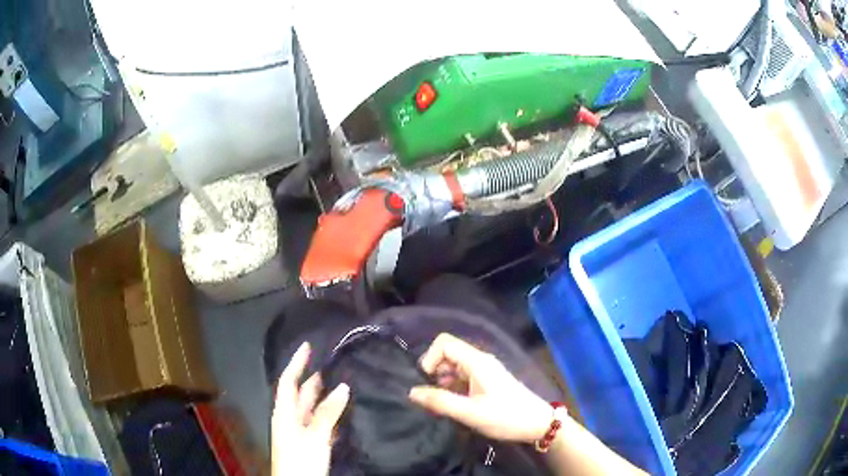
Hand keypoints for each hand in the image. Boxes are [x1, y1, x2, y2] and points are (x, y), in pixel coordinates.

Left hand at [272, 342, 349, 475]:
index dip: (297, 362)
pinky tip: (341, 414)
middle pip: (300, 394)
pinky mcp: (308, 444)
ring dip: (324, 398)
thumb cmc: (300, 458)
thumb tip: (343, 386)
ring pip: (311, 409)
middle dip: (313, 379)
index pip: (289, 381)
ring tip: (341, 384)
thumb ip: (328, 412)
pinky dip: (328, 416)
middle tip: (332, 365)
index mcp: (285, 412)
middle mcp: (290, 418)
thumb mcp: (315, 435)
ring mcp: (299, 432)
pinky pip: (319, 424)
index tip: (308, 345)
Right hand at [408, 333, 554, 443]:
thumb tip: (411, 392)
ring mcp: (485, 371)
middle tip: (433, 395)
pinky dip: (453, 386)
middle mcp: (480, 361)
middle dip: (434, 370)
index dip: (430, 358)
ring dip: (443, 380)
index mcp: (477, 361)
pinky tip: (454, 404)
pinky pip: (463, 376)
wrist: (538, 423)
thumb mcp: (470, 412)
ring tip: (442, 403)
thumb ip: (440, 401)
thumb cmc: (505, 417)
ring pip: (455, 365)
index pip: (444, 343)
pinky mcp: (488, 381)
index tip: (428, 381)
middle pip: (449, 352)